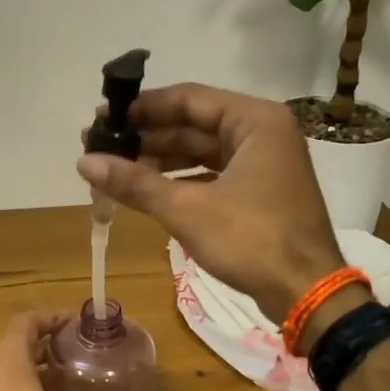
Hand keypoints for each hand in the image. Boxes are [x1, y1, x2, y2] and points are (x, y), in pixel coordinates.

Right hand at [78, 83, 344, 323]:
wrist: (306, 292)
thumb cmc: (250, 240)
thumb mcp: (186, 209)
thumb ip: (135, 182)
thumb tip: (84, 162)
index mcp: (254, 121)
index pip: (188, 99)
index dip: (141, 109)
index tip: (103, 118)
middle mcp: (262, 132)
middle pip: (194, 124)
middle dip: (146, 137)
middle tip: (100, 145)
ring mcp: (264, 163)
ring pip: (201, 151)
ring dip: (160, 160)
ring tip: (114, 168)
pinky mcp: (260, 191)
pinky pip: (212, 174)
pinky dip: (180, 180)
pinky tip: (146, 190)